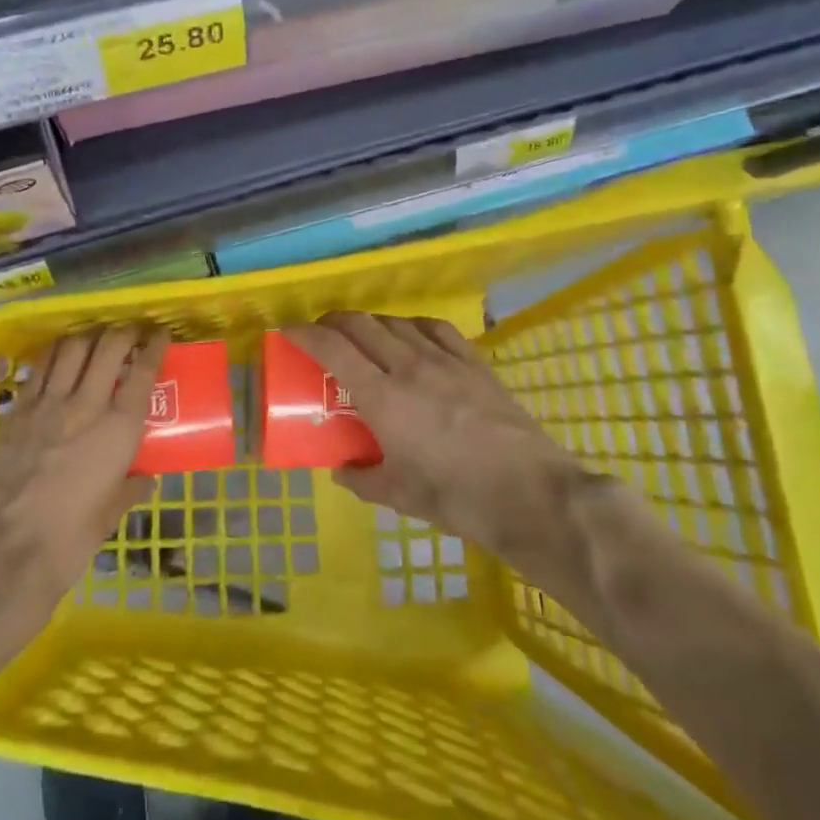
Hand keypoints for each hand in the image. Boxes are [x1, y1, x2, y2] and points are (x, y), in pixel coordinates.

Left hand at [0, 325, 168, 599]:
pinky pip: (39, 368)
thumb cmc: (70, 539)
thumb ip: (130, 488)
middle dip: (124, 331)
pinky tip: (59, 356)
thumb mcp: (110, 515)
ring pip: (72, 348)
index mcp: (118, 429)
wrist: (7, 550)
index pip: (143, 372)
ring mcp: (47, 404)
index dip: (155, 346)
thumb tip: (145, 478)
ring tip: (95, 337)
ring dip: (88, 335)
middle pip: (108, 347)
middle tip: (131, 332)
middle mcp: (86, 405)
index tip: (161, 335)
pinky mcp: (17, 411)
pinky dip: (55, 353)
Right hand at [282, 313, 592, 565]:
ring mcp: (445, 360)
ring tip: (363, 337)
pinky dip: (412, 325)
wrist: (531, 494)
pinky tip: (412, 335)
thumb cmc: (458, 498)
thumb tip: (342, 471)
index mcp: (383, 397)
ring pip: (396, 323)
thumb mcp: (400, 496)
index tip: (287, 330)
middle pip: (361, 325)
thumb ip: (363, 479)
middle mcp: (409, 367)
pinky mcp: (474, 363)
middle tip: (321, 334)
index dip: (305, 333)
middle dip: (333, 322)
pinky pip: (436, 329)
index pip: (333, 348)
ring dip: (371, 323)